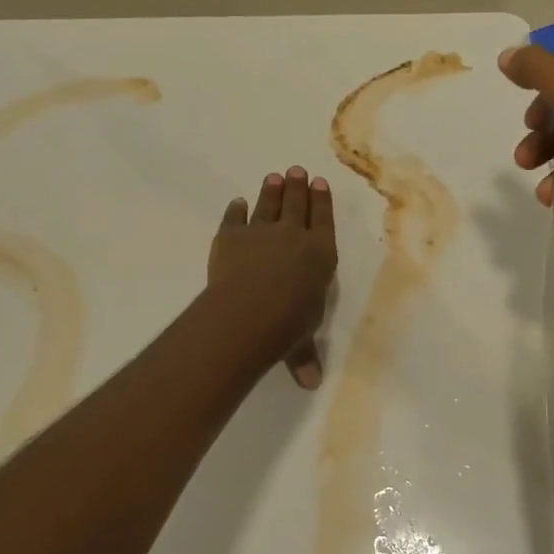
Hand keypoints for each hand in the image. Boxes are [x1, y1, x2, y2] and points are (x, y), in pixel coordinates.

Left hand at [208, 166, 337, 389]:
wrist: (246, 313)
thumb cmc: (286, 326)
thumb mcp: (302, 341)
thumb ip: (305, 355)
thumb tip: (310, 383)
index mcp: (321, 254)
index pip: (324, 220)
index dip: (322, 201)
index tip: (320, 183)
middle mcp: (294, 235)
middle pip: (297, 204)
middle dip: (298, 186)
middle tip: (296, 170)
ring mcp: (260, 232)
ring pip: (268, 204)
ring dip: (271, 190)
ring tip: (274, 177)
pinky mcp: (230, 236)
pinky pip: (235, 218)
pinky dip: (236, 210)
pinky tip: (237, 203)